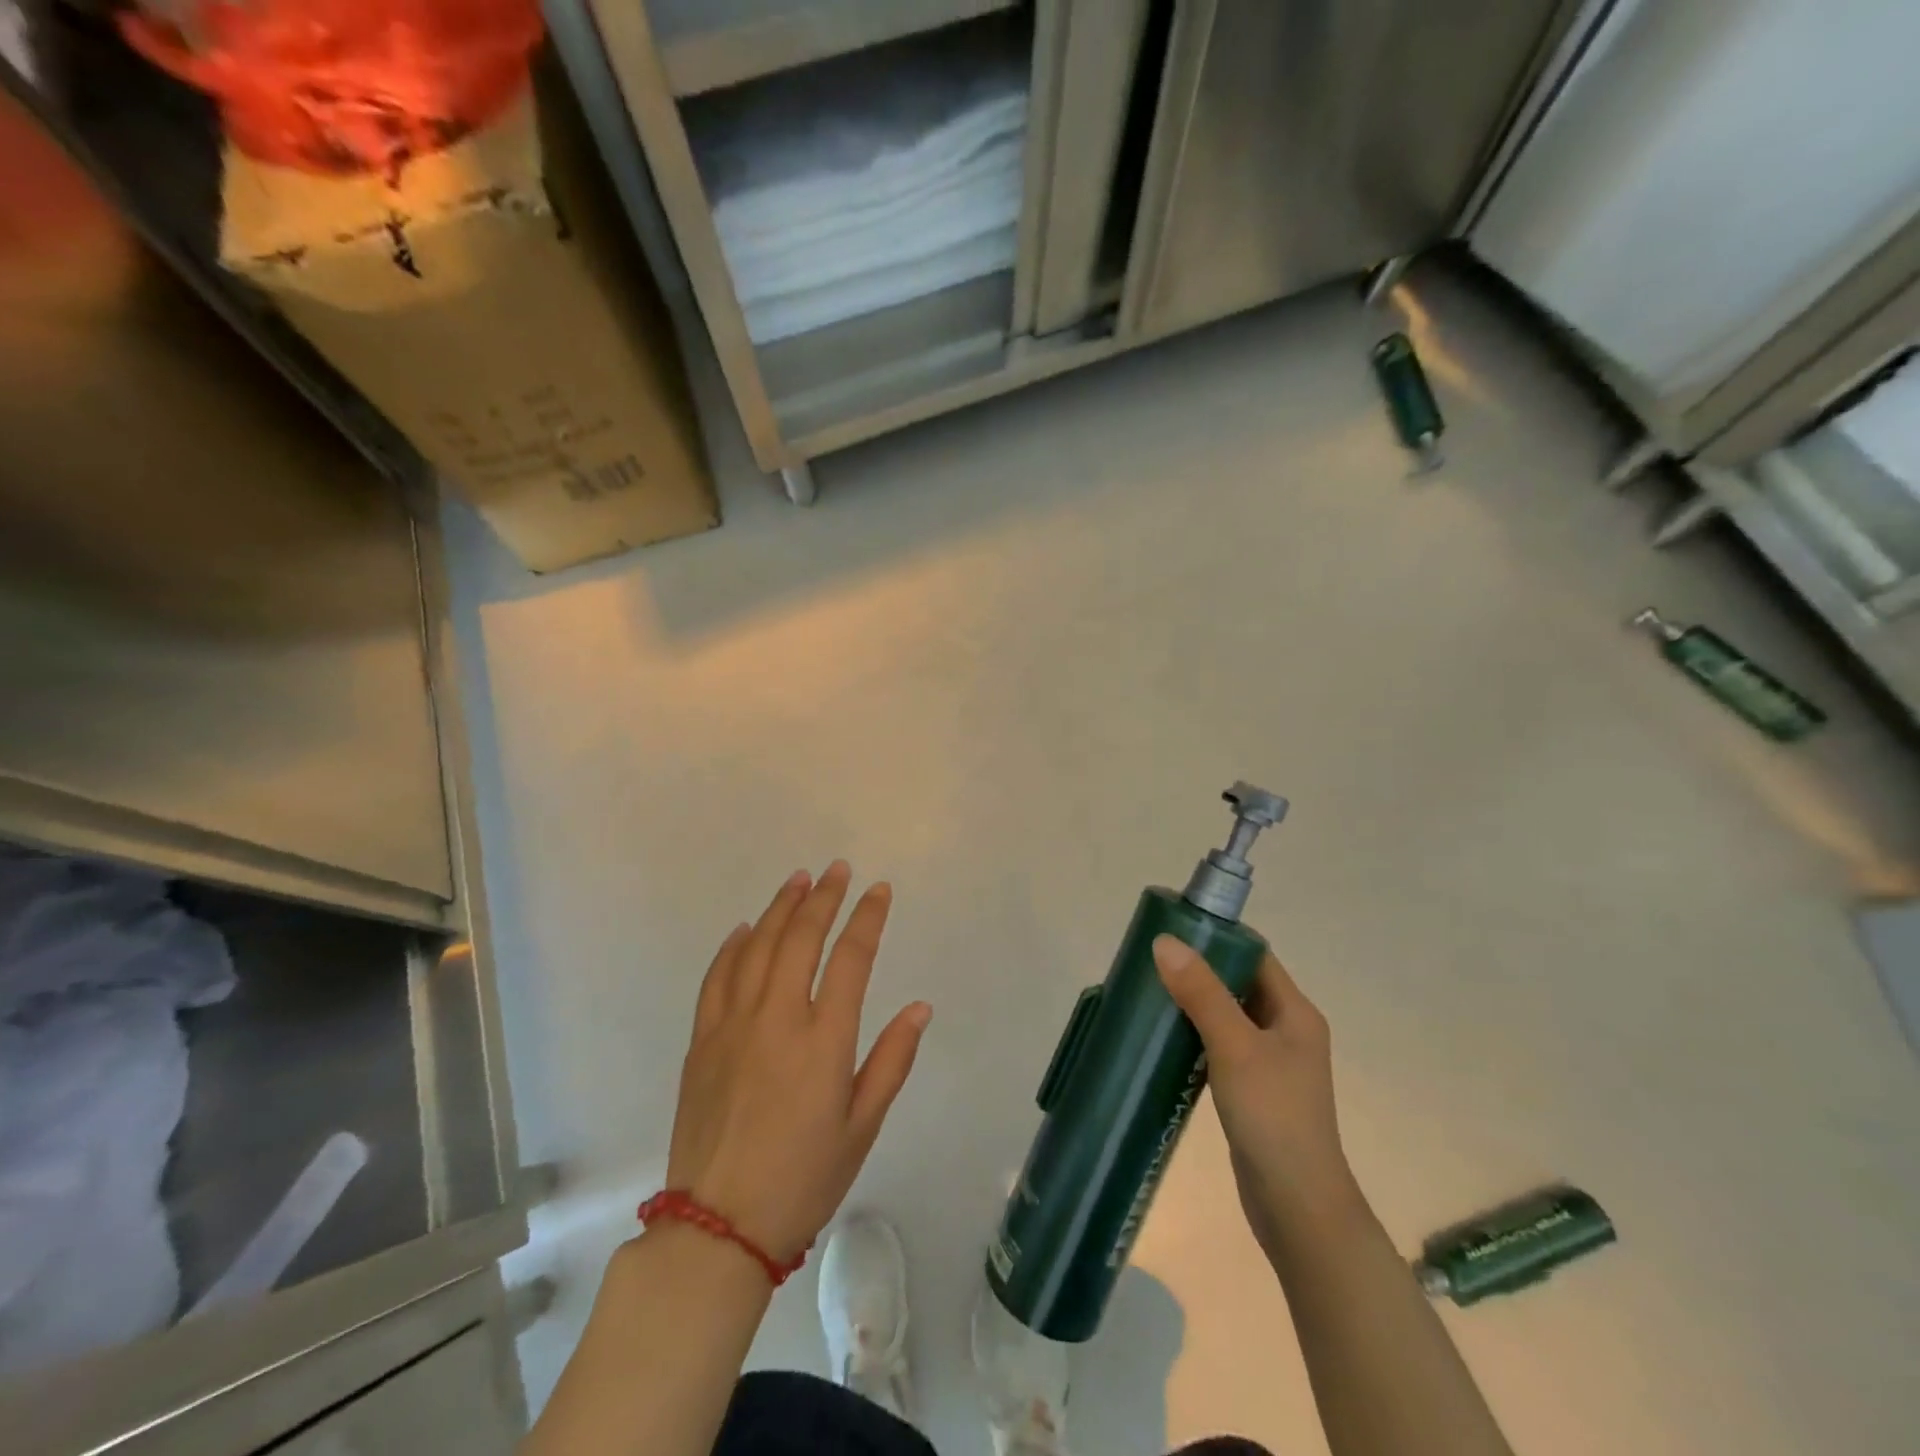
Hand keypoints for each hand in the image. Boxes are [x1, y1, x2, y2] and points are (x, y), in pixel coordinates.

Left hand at [665, 862, 931, 1263]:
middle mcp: (778, 1018)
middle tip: (837, 870)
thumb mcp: (862, 1127)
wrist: (718, 1227)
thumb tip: (920, 1007)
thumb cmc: (803, 1179)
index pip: (851, 958)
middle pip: (801, 938)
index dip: (867, 917)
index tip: (879, 890)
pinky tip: (746, 928)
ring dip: (780, 908)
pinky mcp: (702, 1040)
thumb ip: (891, 1061)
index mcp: (824, 1040)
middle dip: (823, 897)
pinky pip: (717, 977)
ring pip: (758, 947)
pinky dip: (734, 946)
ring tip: (798, 880)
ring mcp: (733, 1025)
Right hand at [1153, 937, 1360, 1261]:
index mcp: (1295, 1012)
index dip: (1217, 939)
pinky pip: (1220, 1048)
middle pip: (1238, 984)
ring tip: (1149, 995)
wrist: (1298, 1208)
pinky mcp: (1253, 1091)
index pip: (1254, 956)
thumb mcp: (1234, 1047)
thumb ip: (1201, 993)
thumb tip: (1165, 941)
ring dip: (1193, 1005)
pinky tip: (1164, 1041)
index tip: (1172, 932)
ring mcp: (1271, 1064)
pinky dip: (1195, 1037)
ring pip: (1227, 1017)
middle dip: (1197, 971)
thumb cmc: (1273, 1117)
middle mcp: (1287, 1031)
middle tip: (1151, 963)